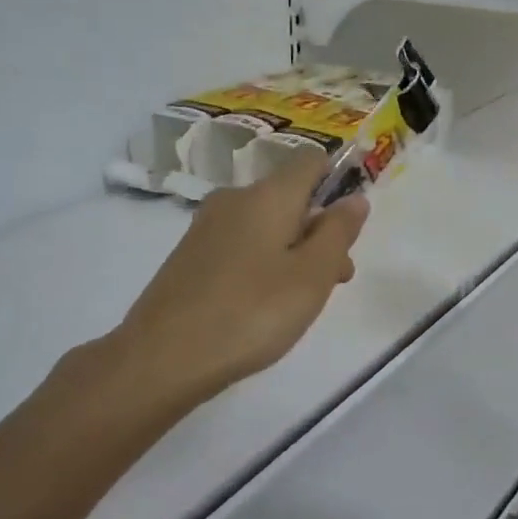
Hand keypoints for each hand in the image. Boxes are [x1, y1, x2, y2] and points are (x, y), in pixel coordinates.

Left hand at [65, 153, 368, 415]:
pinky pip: (241, 245)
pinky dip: (263, 264)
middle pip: (291, 198)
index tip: (349, 226)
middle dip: (320, 230)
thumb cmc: (251, 313)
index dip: (338, 181)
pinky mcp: (190, 256)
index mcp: (267, 195)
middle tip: (336, 280)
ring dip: (294, 251)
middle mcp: (234, 199)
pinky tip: (263, 306)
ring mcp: (206, 227)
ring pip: (267, 225)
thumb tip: (355, 199)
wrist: (162, 358)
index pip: (311, 160)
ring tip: (303, 301)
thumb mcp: (312, 276)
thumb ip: (338, 232)